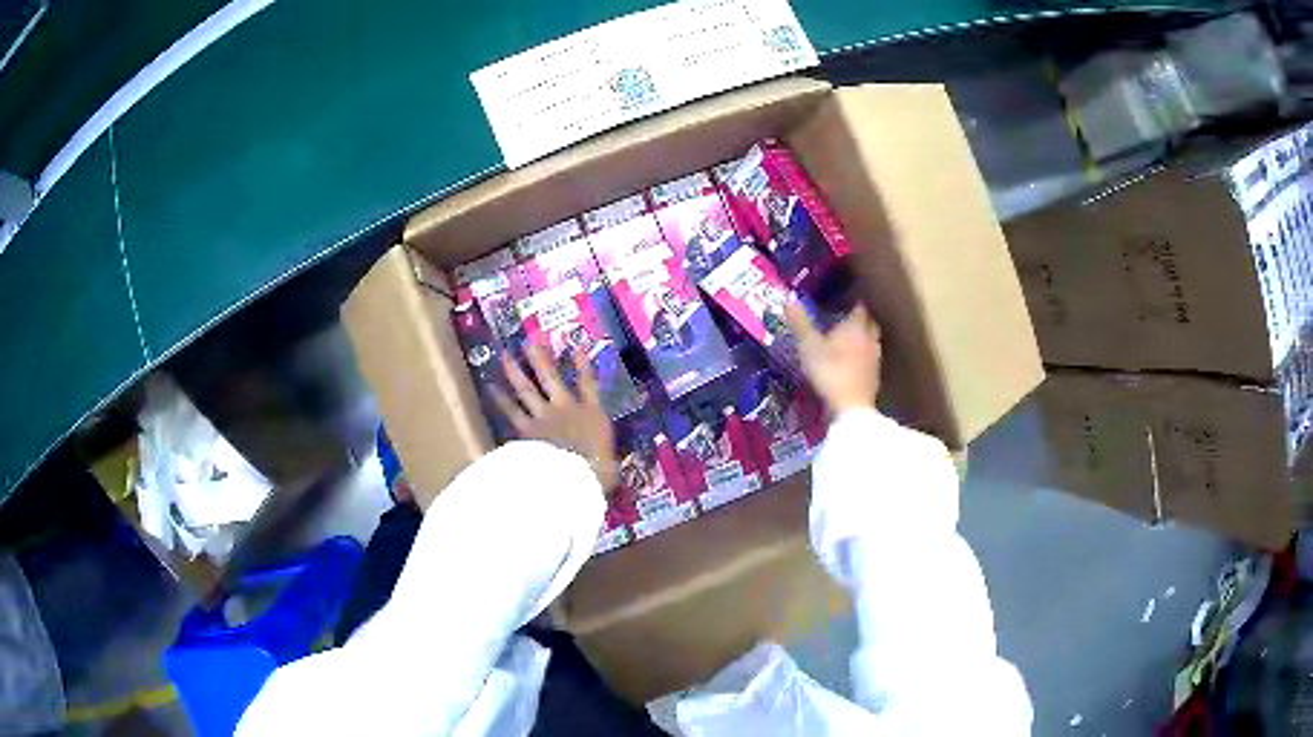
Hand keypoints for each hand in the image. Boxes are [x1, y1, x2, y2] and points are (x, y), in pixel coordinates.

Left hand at [490, 345, 618, 491]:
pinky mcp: (526, 430)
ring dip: (515, 372)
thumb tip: (608, 470)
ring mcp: (544, 417)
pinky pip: (511, 411)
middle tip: (530, 342)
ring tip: (505, 356)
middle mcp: (566, 408)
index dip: (583, 364)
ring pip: (527, 389)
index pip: (589, 383)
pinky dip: (500, 399)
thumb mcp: (610, 465)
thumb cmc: (599, 471)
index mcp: (592, 414)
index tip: (577, 348)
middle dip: (540, 359)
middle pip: (551, 377)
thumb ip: (606, 461)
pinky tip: (490, 388)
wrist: (575, 476)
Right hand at [785, 302, 881, 414]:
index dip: (851, 304)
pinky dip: (863, 357)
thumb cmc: (829, 371)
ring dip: (863, 338)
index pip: (859, 308)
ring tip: (849, 341)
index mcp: (855, 326)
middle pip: (869, 323)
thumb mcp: (809, 345)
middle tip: (846, 320)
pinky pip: (870, 359)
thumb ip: (801, 323)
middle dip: (860, 320)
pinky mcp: (875, 376)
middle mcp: (869, 338)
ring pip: (872, 341)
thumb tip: (789, 300)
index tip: (842, 303)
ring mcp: (874, 358)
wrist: (850, 406)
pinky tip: (853, 363)